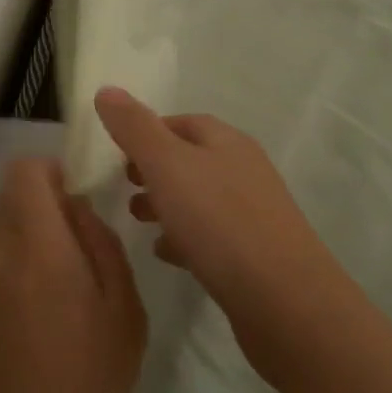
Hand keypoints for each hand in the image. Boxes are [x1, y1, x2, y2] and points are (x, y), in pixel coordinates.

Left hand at [0, 157, 146, 392]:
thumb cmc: (89, 381)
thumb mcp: (124, 309)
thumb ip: (100, 241)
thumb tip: (75, 206)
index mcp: (39, 245)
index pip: (26, 170)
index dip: (49, 174)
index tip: (70, 201)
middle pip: (10, 197)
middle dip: (39, 210)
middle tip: (66, 254)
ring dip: (15, 236)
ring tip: (39, 286)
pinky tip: (12, 304)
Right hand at [93, 87, 344, 381]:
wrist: (284, 302)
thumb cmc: (220, 222)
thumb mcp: (167, 165)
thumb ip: (134, 128)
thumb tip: (107, 90)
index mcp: (227, 142)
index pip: (182, 122)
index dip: (147, 131)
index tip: (116, 151)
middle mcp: (243, 170)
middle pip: (191, 160)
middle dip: (154, 169)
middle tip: (122, 187)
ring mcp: (253, 214)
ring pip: (199, 198)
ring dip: (166, 204)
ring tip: (137, 220)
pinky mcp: (254, 255)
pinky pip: (211, 236)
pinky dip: (184, 237)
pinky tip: (165, 253)